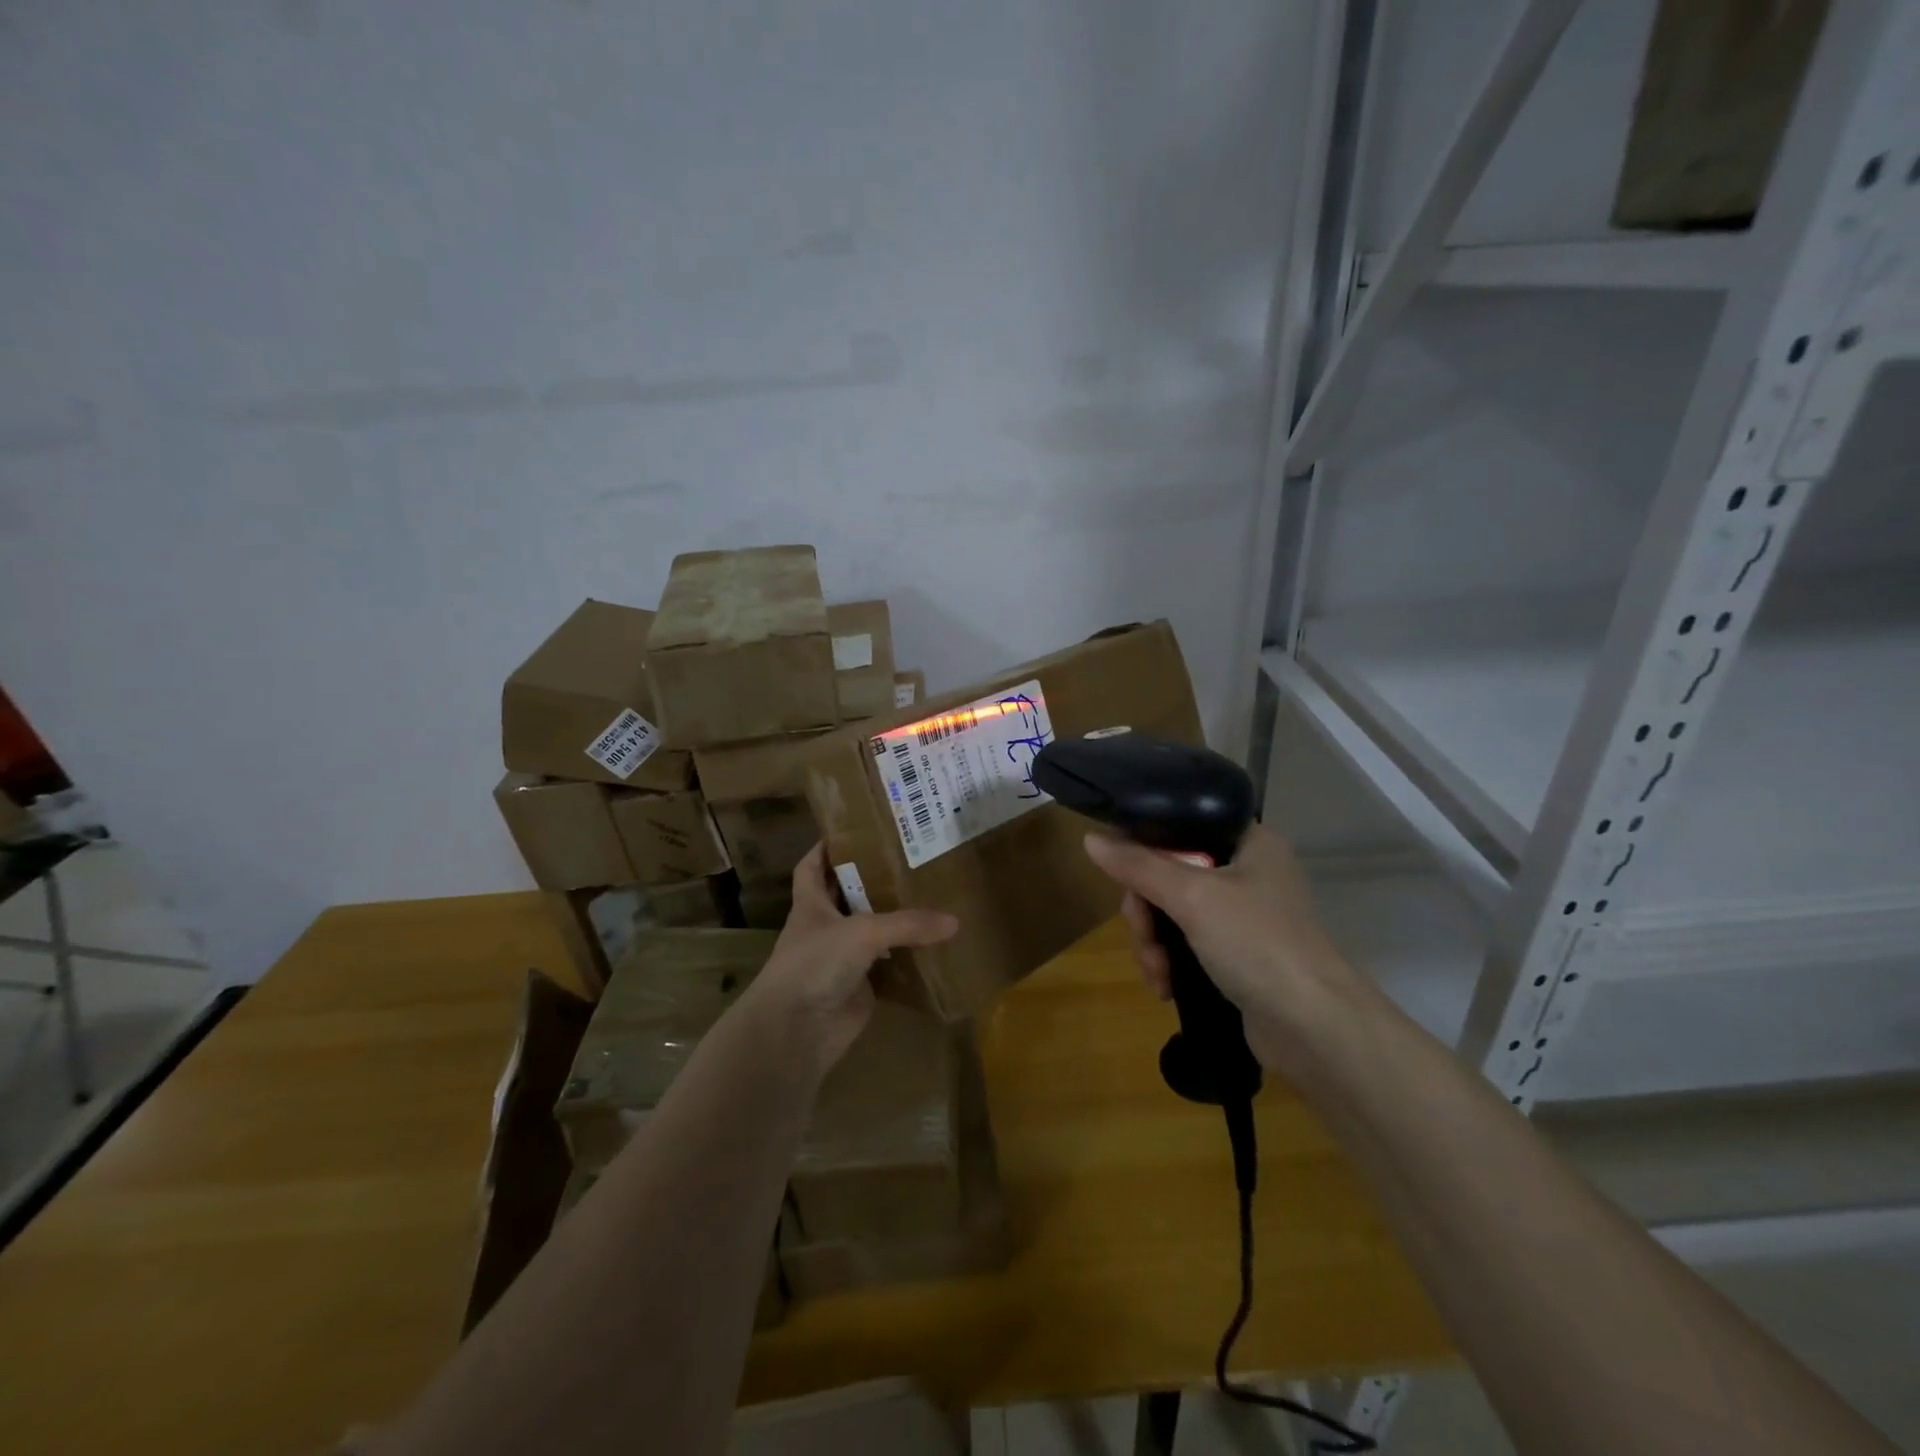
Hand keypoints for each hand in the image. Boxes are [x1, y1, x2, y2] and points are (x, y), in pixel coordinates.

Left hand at [744, 844, 958, 1073]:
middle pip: (847, 895)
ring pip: (870, 931)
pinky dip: (906, 957)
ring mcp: (841, 959)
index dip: (826, 847)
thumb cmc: (816, 964)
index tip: (852, 829)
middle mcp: (824, 927)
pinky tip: (933, 944)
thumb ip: (908, 923)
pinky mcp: (859, 986)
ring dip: (893, 917)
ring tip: (929, 894)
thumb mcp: (862, 932)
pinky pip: (887, 965)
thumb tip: (954, 921)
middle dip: (872, 878)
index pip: (812, 866)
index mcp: (811, 904)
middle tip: (909, 858)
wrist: (797, 1031)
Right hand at [1082, 824, 1361, 1066]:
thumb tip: (1091, 839)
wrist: (1314, 1027)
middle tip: (1144, 936)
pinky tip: (1166, 987)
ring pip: (1174, 913)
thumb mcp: (1191, 896)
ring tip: (1157, 974)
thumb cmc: (1256, 942)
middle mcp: (1248, 871)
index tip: (1124, 876)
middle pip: (1169, 874)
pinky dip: (1171, 962)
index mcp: (1248, 841)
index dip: (1145, 849)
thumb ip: (1138, 866)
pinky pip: (1188, 944)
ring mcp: (1244, 916)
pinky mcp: (1239, 954)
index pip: (1180, 827)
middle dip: (1147, 912)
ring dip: (1154, 944)